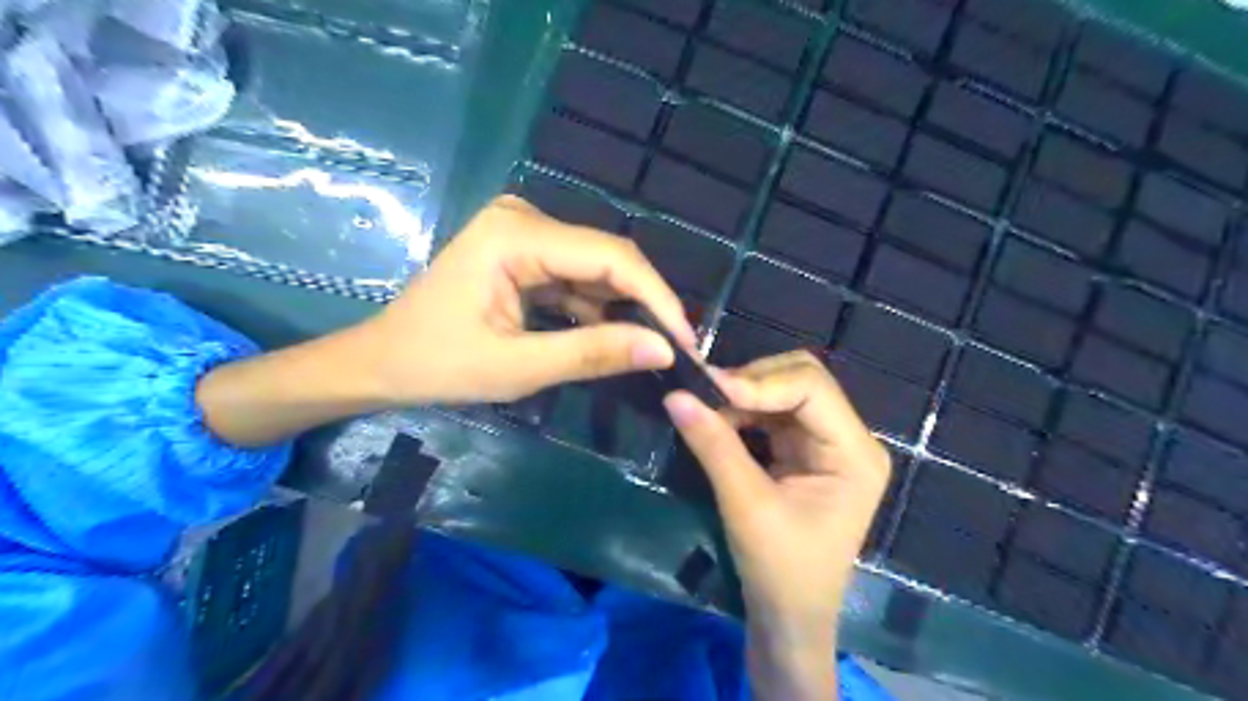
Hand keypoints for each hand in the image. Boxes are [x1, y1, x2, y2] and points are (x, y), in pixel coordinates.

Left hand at [357, 197, 696, 404]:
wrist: (380, 362)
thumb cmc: (436, 364)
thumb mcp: (517, 367)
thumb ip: (591, 354)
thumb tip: (663, 350)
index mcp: (517, 233)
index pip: (611, 258)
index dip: (656, 299)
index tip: (686, 342)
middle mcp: (526, 218)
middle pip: (608, 258)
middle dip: (646, 304)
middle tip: (677, 349)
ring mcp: (525, 233)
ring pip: (597, 269)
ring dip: (626, 309)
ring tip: (655, 347)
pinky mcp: (525, 253)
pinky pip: (577, 278)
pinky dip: (599, 309)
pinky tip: (617, 337)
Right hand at [662, 354, 885, 698]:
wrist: (788, 619)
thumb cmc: (780, 571)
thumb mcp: (746, 506)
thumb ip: (714, 446)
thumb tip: (675, 395)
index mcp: (854, 453)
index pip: (811, 387)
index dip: (759, 381)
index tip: (708, 388)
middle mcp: (847, 438)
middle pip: (800, 379)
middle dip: (751, 382)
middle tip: (704, 395)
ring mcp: (825, 443)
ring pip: (782, 391)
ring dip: (741, 395)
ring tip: (703, 407)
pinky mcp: (802, 451)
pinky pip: (770, 412)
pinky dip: (741, 410)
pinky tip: (717, 419)